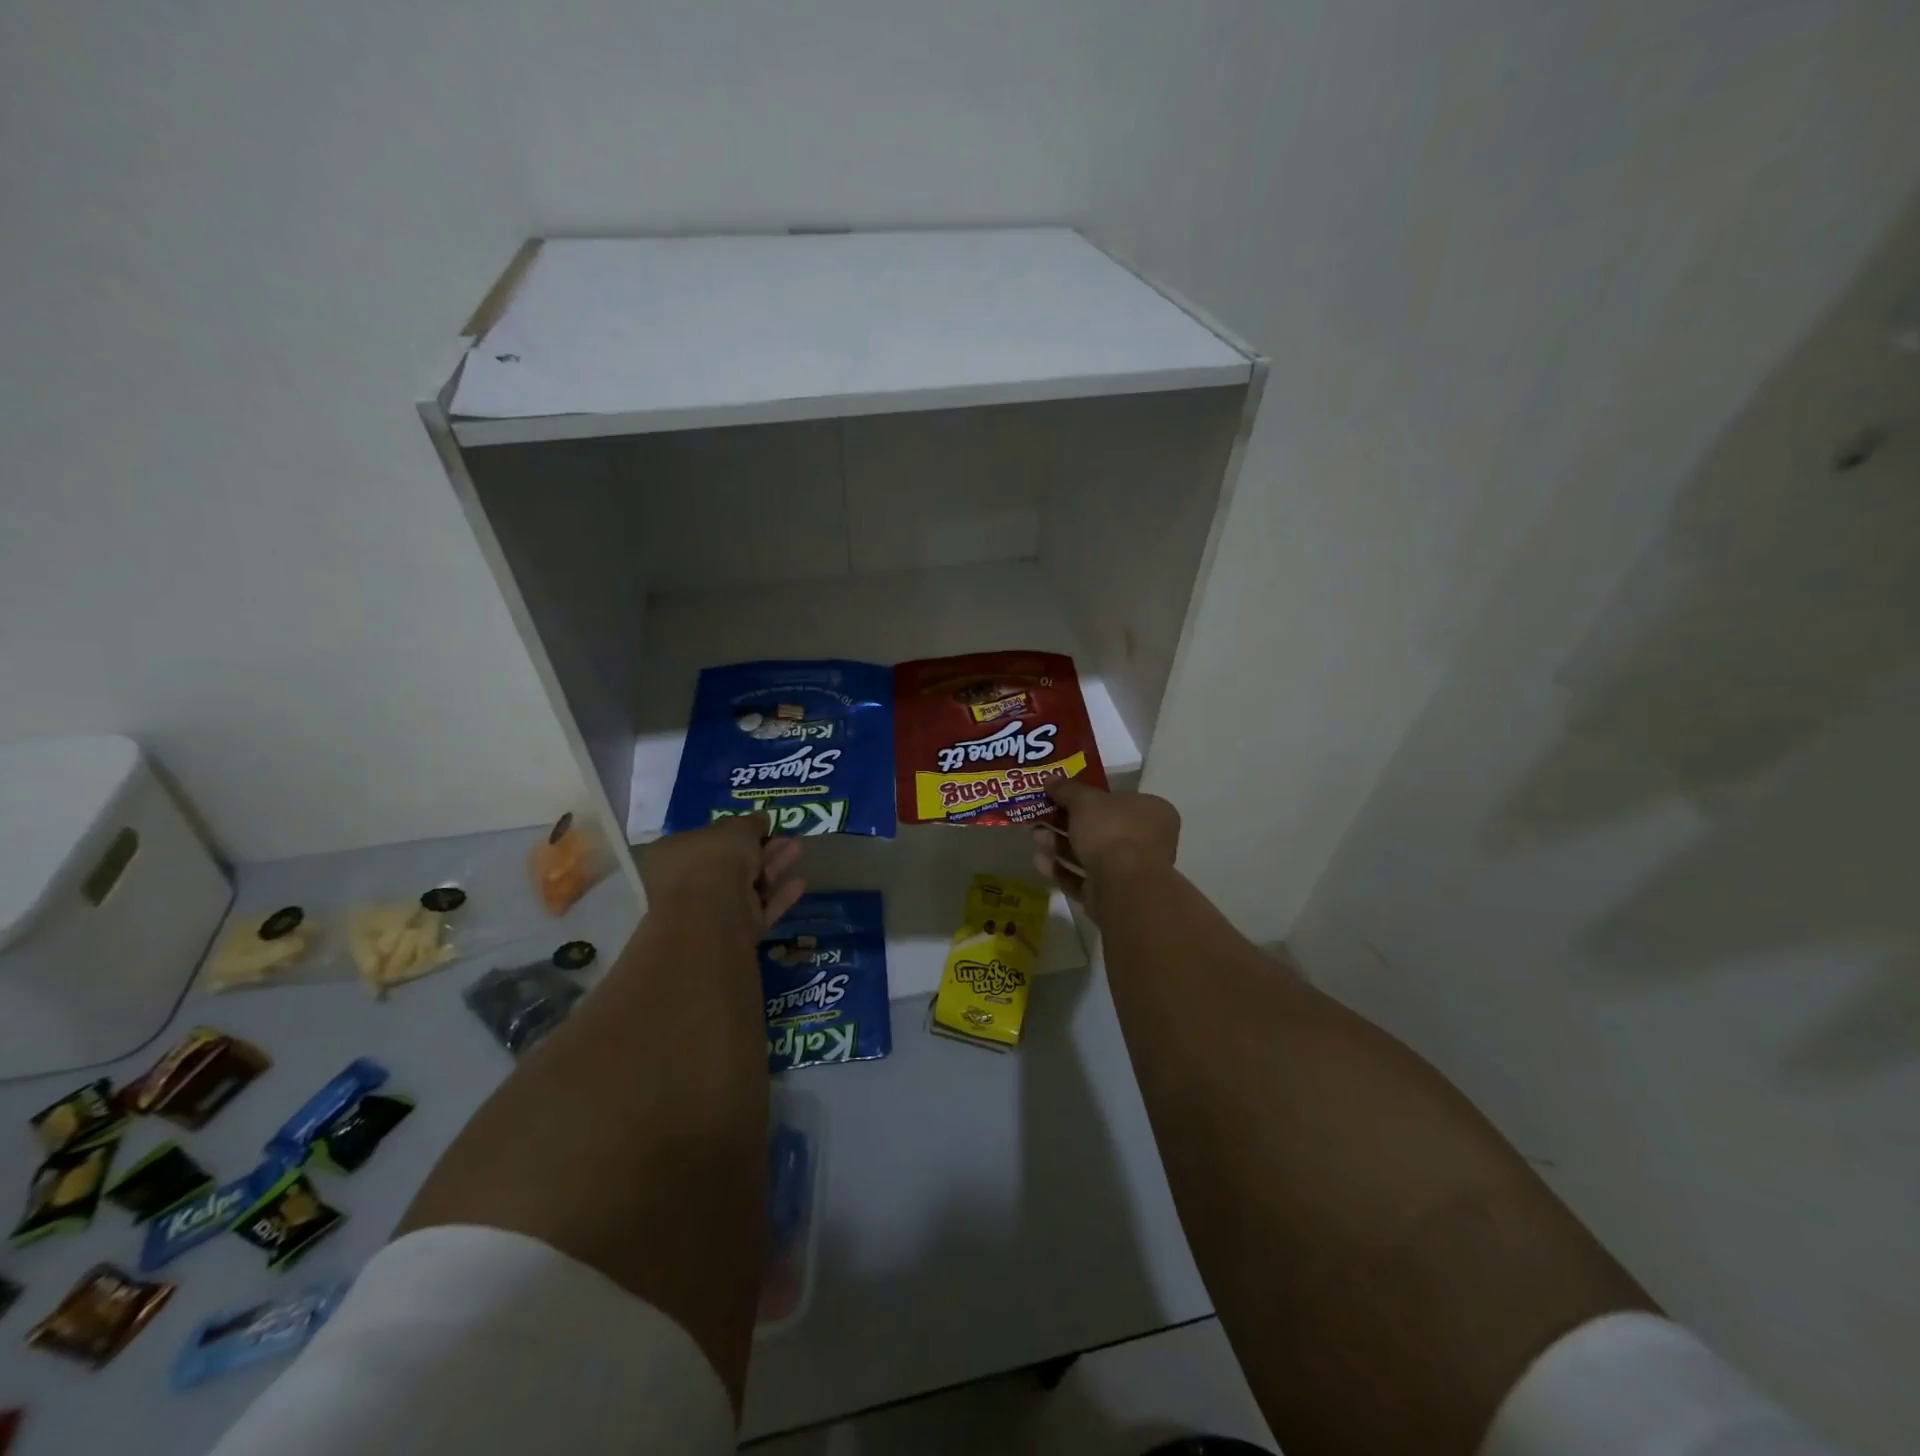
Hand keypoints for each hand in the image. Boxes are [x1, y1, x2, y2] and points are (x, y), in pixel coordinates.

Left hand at [639, 814, 805, 934]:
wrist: (712, 912)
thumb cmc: (713, 858)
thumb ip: (750, 823)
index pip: (702, 840)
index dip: (730, 832)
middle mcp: (685, 884)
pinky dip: (778, 897)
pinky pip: (758, 910)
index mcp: (671, 855)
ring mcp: (708, 911)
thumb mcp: (735, 828)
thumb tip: (761, 818)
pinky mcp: (732, 932)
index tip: (757, 827)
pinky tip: (799, 883)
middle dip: (759, 849)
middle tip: (784, 837)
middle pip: (729, 864)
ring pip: (747, 886)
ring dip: (773, 867)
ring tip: (798, 849)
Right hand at [1032, 777, 1179, 910]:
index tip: (1060, 795)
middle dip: (1065, 822)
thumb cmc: (1111, 832)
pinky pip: (1083, 878)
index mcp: (1150, 811)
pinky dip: (1061, 869)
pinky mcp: (1112, 896)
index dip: (1087, 796)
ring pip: (1089, 854)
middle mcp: (1145, 840)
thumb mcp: (1085, 801)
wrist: (1123, 888)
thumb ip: (1067, 790)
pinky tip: (1038, 861)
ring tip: (1033, 836)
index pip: (1117, 799)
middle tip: (1039, 816)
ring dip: (1059, 845)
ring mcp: (1130, 871)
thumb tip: (1050, 779)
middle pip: (1099, 827)